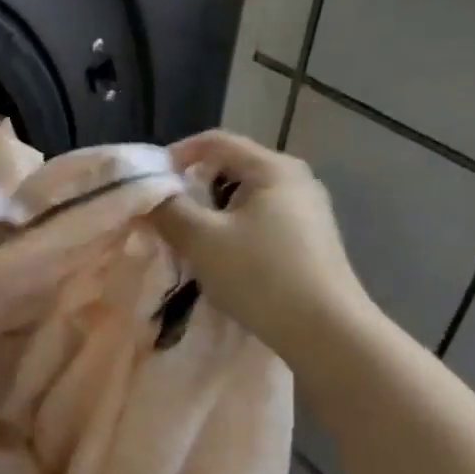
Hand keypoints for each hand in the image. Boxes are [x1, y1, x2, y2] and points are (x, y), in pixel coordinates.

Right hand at [149, 129, 375, 352]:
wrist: (327, 332)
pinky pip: (262, 221)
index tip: (150, 182)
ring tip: (190, 241)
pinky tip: (225, 261)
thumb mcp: (202, 240)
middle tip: (166, 214)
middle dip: (194, 188)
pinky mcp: (312, 241)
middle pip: (232, 168)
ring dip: (213, 213)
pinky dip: (235, 231)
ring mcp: (309, 211)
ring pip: (246, 198)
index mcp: (273, 168)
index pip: (215, 141)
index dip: (177, 155)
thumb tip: (147, 194)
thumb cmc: (260, 275)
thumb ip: (168, 211)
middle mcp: (296, 180)